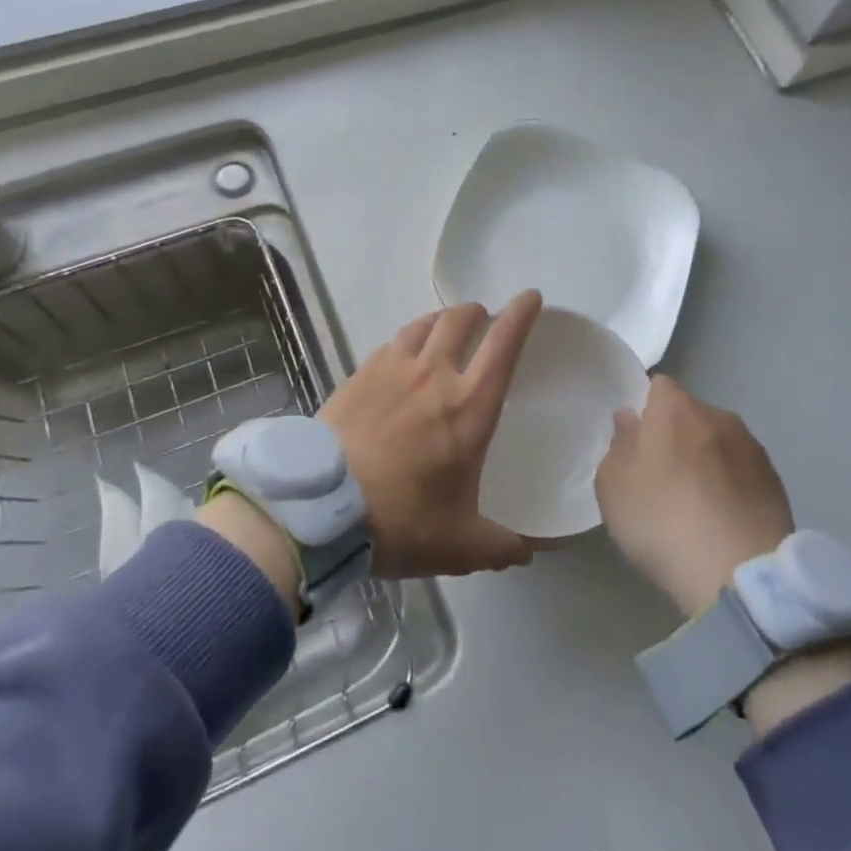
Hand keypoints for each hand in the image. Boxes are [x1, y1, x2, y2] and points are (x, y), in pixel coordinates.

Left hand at [319, 291, 542, 578]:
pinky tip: (403, 354)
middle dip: (479, 312)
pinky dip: (408, 338)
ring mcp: (393, 370)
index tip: (530, 297)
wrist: (320, 509)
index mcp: (469, 408)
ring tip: (447, 327)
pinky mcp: (359, 375)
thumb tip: (527, 553)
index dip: (521, 315)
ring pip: (424, 325)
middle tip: (485, 318)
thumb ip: (499, 546)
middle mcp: (434, 375)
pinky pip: (392, 342)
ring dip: (443, 320)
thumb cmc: (400, 521)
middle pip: (461, 321)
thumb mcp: (459, 545)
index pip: (504, 346)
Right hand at [594, 375, 794, 618]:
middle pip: (690, 414)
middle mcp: (718, 416)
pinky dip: (731, 486)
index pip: (658, 386)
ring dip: (708, 461)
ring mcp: (752, 448)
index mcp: (675, 409)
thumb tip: (630, 419)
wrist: (738, 573)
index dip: (646, 408)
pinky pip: (742, 472)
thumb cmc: (661, 520)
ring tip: (697, 503)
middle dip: (677, 436)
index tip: (637, 440)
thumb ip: (619, 444)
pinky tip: (722, 520)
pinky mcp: (777, 482)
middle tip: (662, 476)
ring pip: (719, 442)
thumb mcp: (613, 485)